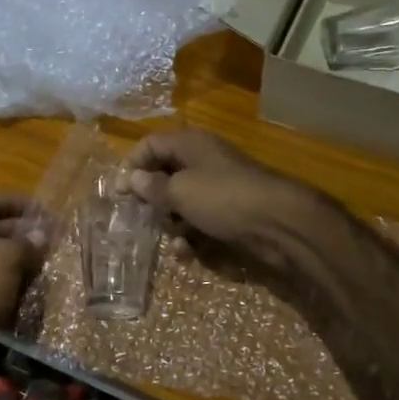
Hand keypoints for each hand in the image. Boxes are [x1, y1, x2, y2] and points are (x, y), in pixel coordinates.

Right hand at [125, 129, 320, 273]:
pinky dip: (191, 236)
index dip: (132, 166)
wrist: (279, 223)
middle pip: (164, 175)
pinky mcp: (229, 212)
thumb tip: (132, 179)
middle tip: (139, 219)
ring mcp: (217, 188)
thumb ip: (152, 187)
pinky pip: (200, 220)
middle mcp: (202, 161)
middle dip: (151, 199)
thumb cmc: (223, 198)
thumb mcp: (180, 191)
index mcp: (190, 145)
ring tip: (170, 240)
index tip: (119, 193)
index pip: (150, 145)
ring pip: (181, 202)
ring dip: (171, 223)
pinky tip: (187, 254)